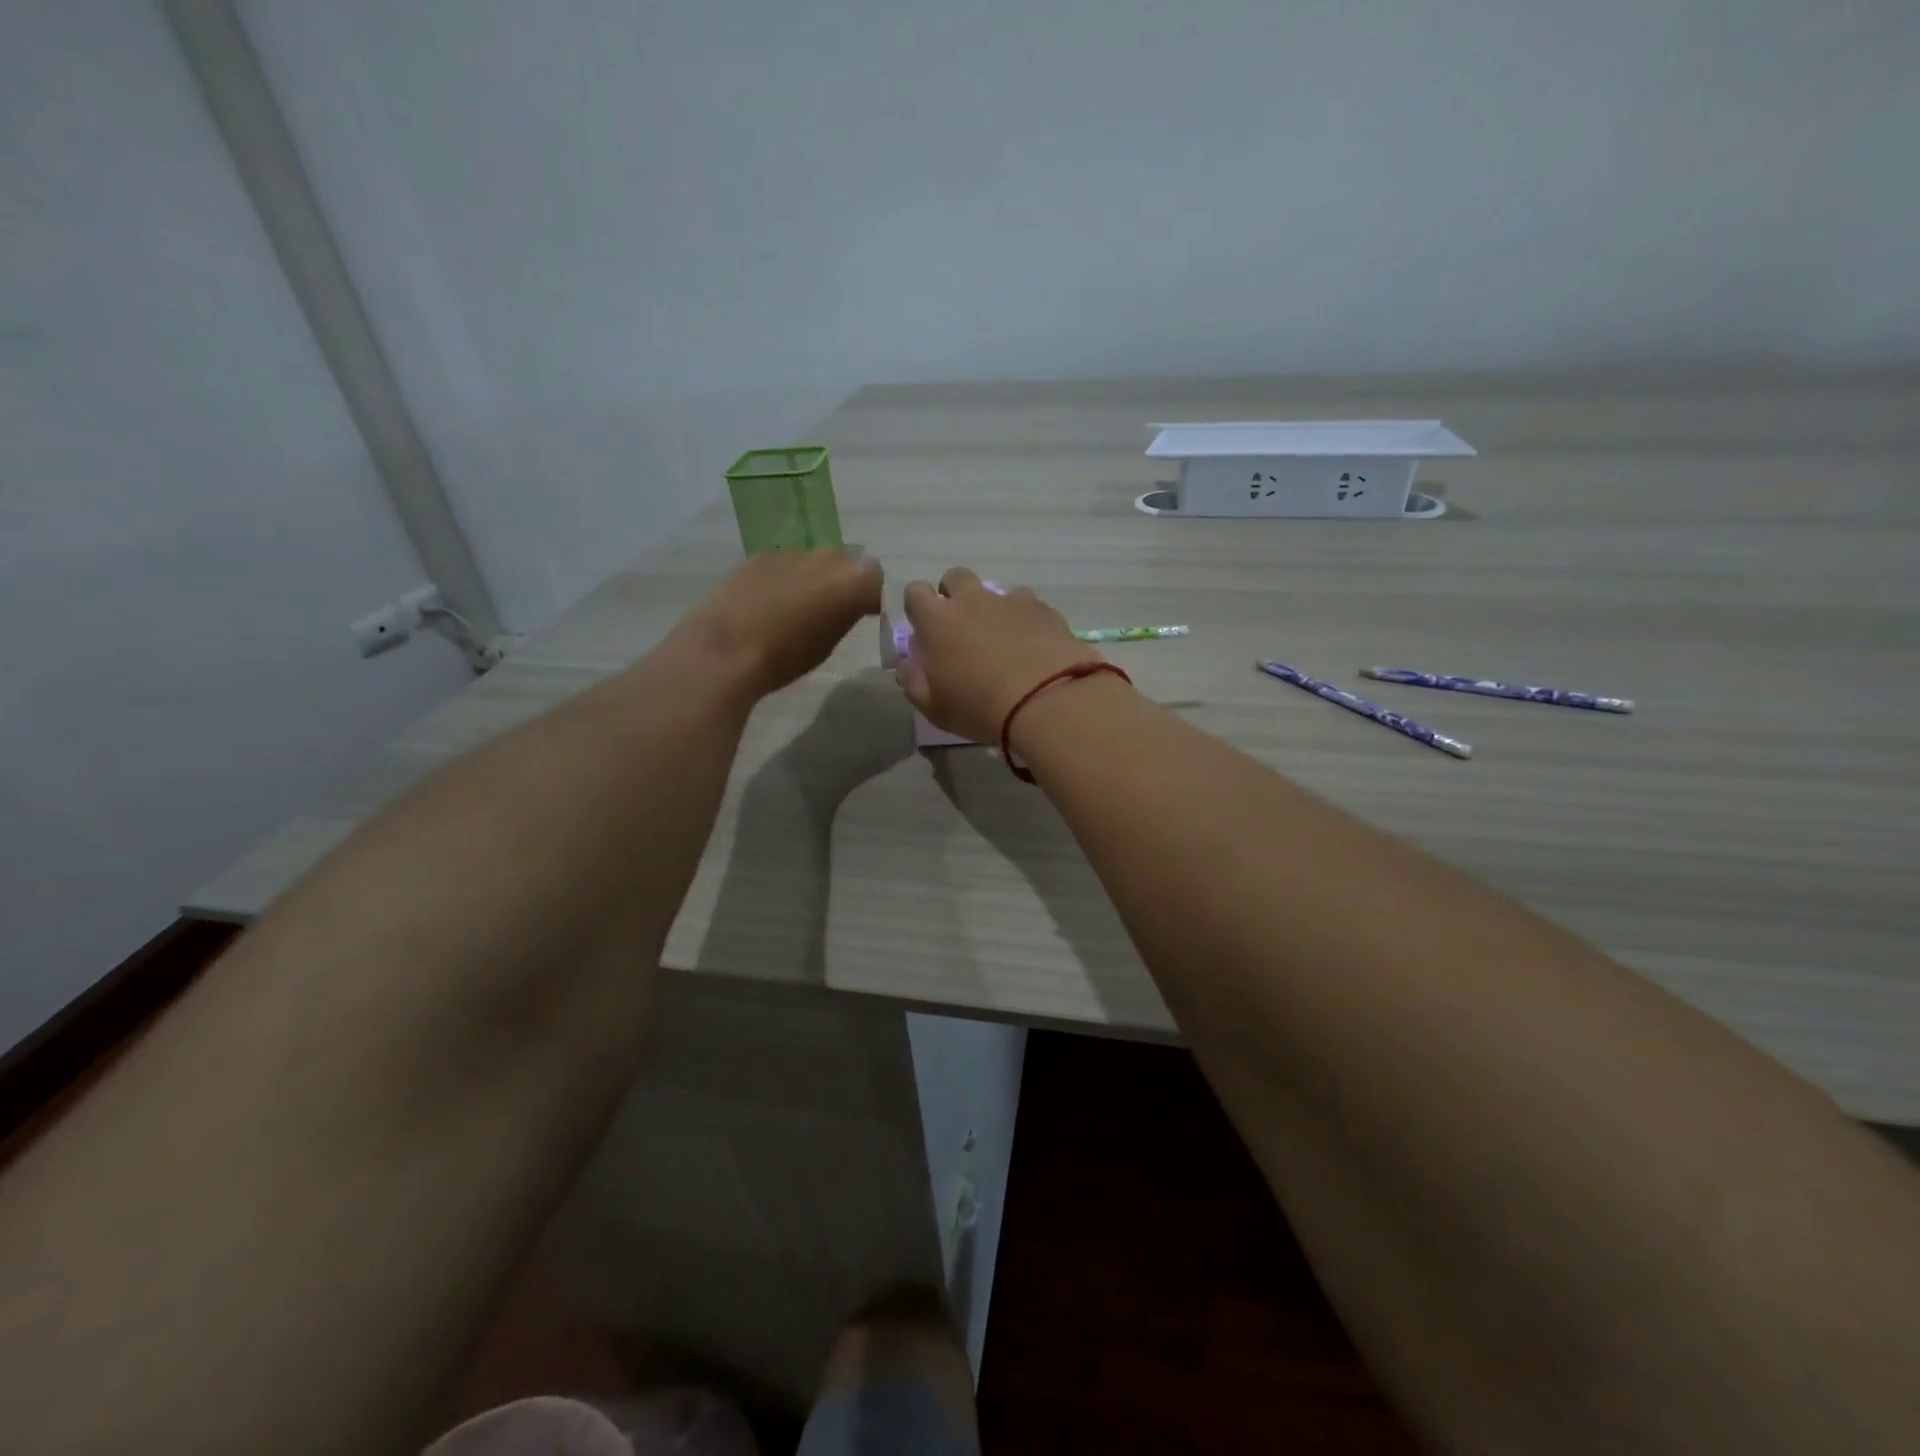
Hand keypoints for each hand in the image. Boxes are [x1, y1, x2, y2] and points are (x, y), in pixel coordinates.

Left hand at [681, 549, 882, 696]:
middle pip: (843, 564)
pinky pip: (782, 565)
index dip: (868, 596)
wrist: (728, 649)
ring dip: (809, 580)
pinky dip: (781, 579)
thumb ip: (843, 615)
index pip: (875, 578)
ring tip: (791, 610)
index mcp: (852, 580)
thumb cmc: (787, 657)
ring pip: (811, 563)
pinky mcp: (759, 555)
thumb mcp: (829, 643)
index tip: (860, 614)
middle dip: (840, 583)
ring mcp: (791, 552)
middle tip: (827, 611)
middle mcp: (826, 557)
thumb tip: (844, 606)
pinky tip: (764, 604)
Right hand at [894, 568, 1103, 741]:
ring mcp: (1011, 601)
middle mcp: (972, 600)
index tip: (925, 629)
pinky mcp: (1044, 609)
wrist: (1047, 701)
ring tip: (1004, 641)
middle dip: (954, 595)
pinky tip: (1034, 646)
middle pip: (955, 577)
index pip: (915, 592)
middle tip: (962, 629)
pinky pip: (1028, 606)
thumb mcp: (934, 707)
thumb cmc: (980, 707)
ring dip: (993, 609)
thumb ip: (912, 681)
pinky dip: (1026, 620)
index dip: (918, 607)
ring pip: (995, 591)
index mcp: (937, 620)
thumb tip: (907, 664)